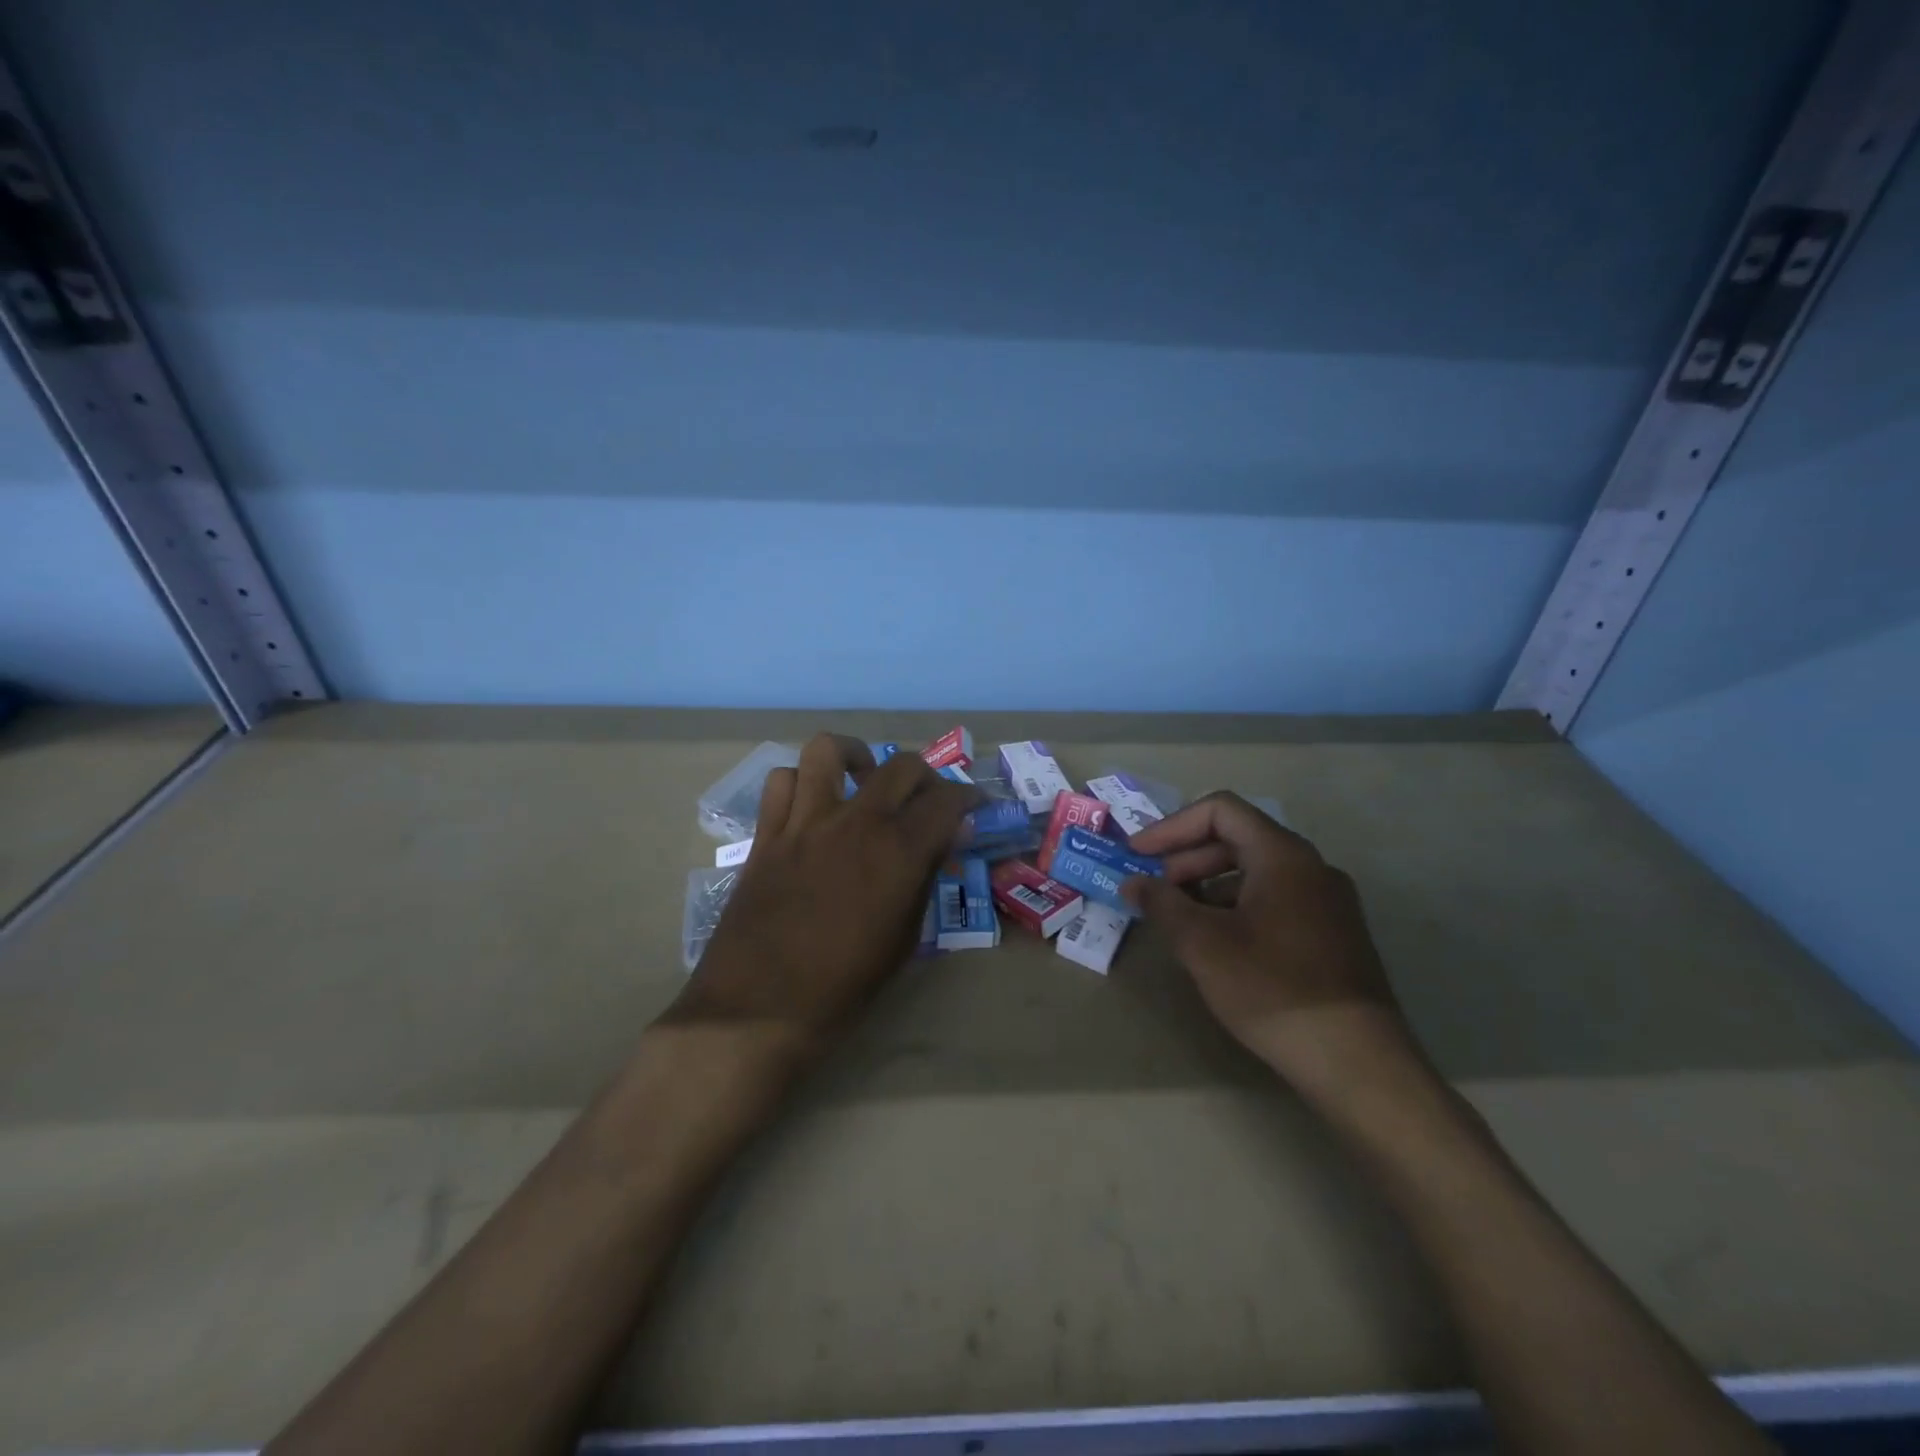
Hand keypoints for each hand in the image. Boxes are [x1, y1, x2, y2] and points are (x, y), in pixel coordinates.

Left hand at [666, 733, 975, 1056]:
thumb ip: (925, 878)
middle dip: (925, 776)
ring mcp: (806, 822)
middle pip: (901, 766)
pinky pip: (781, 782)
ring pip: (828, 751)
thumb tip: (946, 839)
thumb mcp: (904, 939)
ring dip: (855, 757)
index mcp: (898, 852)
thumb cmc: (844, 986)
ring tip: (862, 779)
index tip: (973, 806)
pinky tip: (811, 805)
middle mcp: (856, 822)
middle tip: (925, 799)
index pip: (947, 801)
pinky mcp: (768, 834)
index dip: (969, 798)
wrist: (761, 1007)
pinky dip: (800, 783)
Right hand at [1123, 792, 1419, 1095]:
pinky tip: (1218, 943)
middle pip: (1238, 838)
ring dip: (1209, 885)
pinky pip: (1276, 899)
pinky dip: (1237, 906)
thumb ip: (1162, 904)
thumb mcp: (1202, 944)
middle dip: (1187, 858)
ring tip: (1180, 919)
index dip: (1172, 827)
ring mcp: (1328, 901)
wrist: (1356, 1062)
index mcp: (1282, 855)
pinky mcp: (1334, 934)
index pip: (1220, 811)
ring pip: (1256, 871)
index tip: (1138, 856)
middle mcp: (1311, 867)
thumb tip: (1133, 883)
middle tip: (1154, 890)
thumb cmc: (1272, 988)